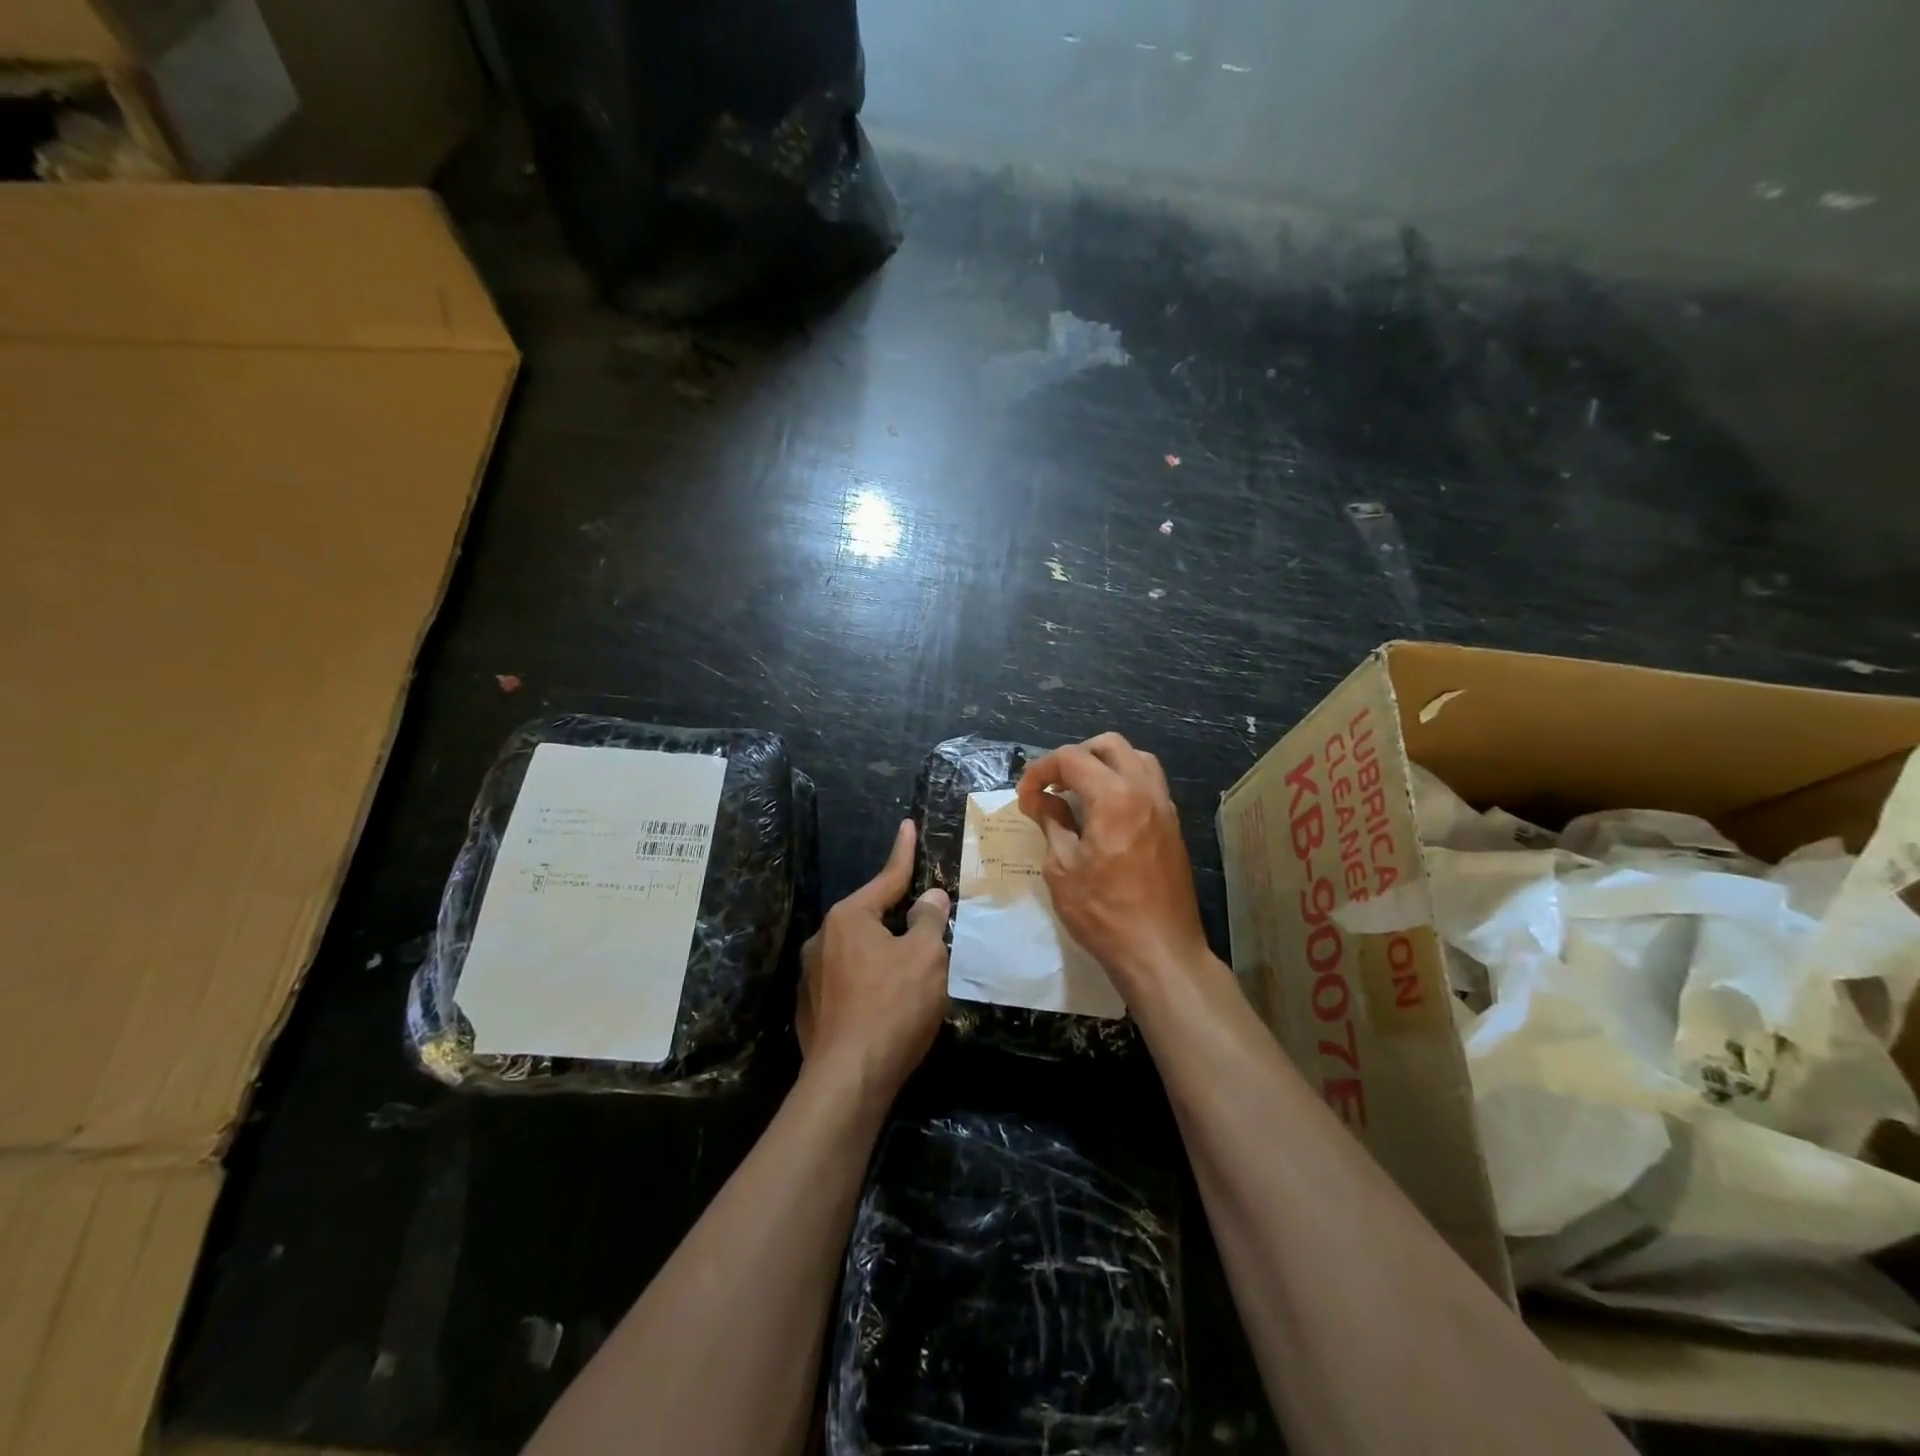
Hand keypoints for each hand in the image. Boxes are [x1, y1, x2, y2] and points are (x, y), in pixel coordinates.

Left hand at [797, 819, 950, 1101]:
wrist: (849, 1080)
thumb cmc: (893, 1007)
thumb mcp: (925, 957)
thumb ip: (928, 920)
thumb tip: (930, 898)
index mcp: (849, 918)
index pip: (886, 878)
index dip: (903, 852)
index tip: (906, 825)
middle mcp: (822, 939)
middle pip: (871, 917)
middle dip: (898, 918)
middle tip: (926, 925)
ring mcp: (811, 976)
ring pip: (859, 951)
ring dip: (884, 954)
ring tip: (911, 976)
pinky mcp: (811, 1009)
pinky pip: (848, 981)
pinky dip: (870, 982)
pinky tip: (887, 1006)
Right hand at [1017, 733, 1210, 995]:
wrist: (1160, 952)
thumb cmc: (1103, 912)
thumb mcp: (1062, 868)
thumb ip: (1052, 824)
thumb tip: (1040, 801)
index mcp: (1114, 797)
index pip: (1071, 758)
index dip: (1040, 770)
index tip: (1025, 796)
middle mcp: (1144, 791)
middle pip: (1109, 745)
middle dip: (1075, 757)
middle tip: (1052, 786)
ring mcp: (1164, 808)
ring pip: (1136, 759)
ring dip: (1104, 765)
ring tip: (1078, 793)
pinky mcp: (1173, 827)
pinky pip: (1148, 784)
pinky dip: (1123, 783)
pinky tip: (1103, 813)